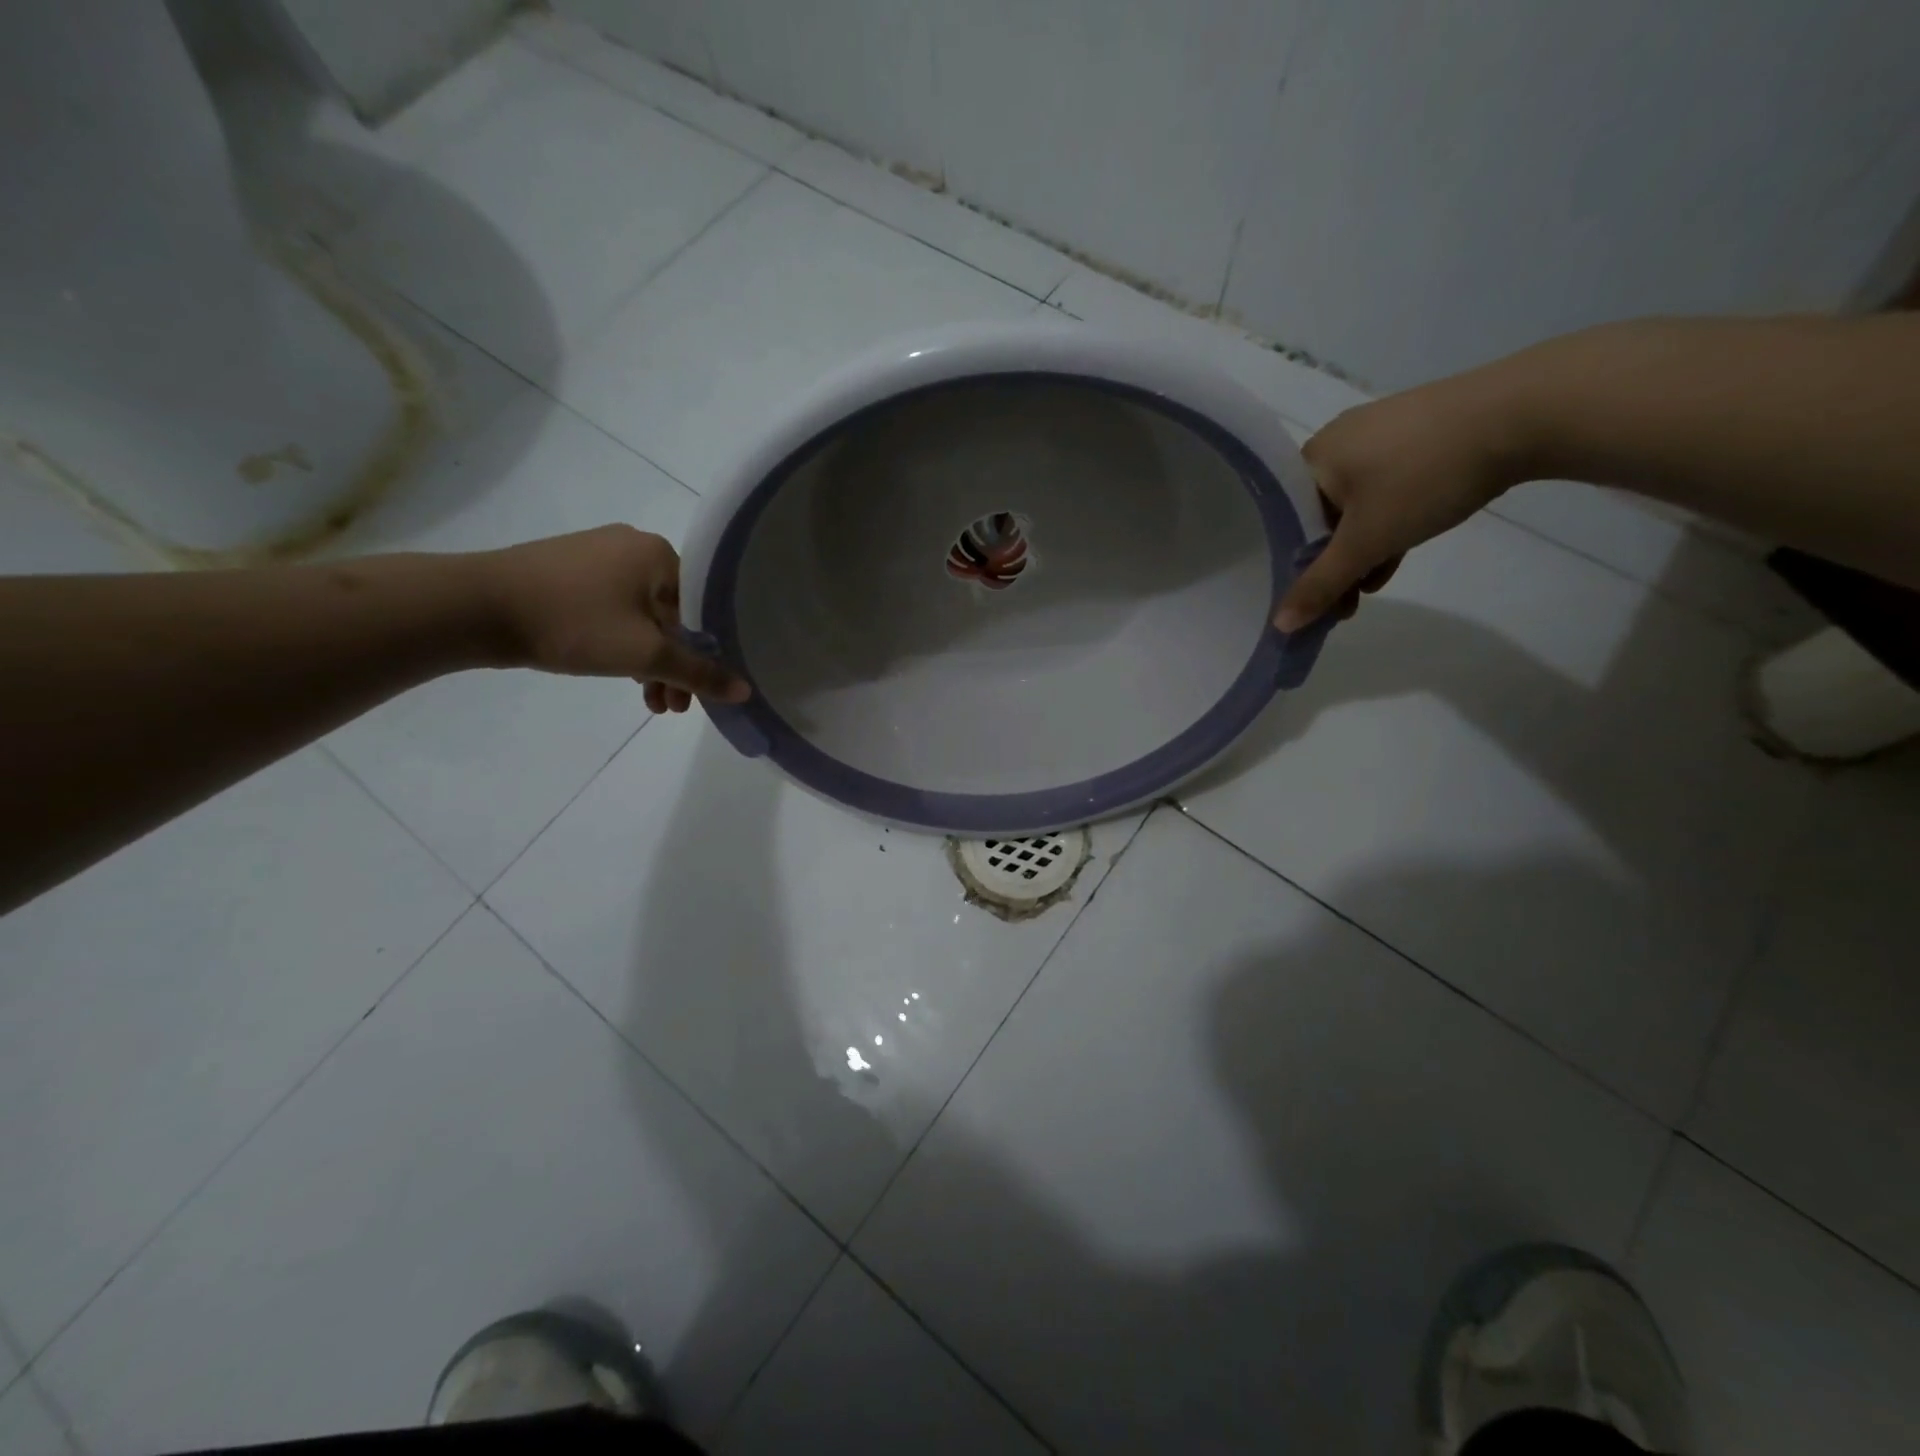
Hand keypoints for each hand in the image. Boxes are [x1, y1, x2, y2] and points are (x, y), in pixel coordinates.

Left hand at [477, 525, 749, 712]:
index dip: (706, 655)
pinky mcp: (568, 570)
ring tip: (648, 702)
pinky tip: (617, 672)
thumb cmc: (574, 624)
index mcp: (659, 553)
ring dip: (648, 661)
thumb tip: (745, 690)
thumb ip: (698, 673)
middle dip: (674, 665)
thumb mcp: (645, 655)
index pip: (703, 608)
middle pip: (673, 615)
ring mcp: (597, 554)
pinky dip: (621, 642)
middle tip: (671, 707)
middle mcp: (633, 545)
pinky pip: (613, 609)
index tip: (699, 692)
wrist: (476, 607)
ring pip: (642, 616)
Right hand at [1274, 372, 1531, 630]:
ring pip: (1354, 507)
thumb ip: (1321, 585)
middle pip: (1319, 516)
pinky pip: (1386, 490)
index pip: (1284, 520)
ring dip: (1360, 551)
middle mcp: (1338, 440)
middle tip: (1343, 603)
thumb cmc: (1423, 477)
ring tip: (1370, 589)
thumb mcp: (1366, 541)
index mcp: (1312, 457)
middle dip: (1331, 563)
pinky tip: (1398, 553)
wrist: (1523, 413)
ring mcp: (1382, 433)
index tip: (1309, 599)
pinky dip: (1387, 524)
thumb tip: (1280, 625)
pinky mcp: (1420, 434)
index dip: (1292, 565)